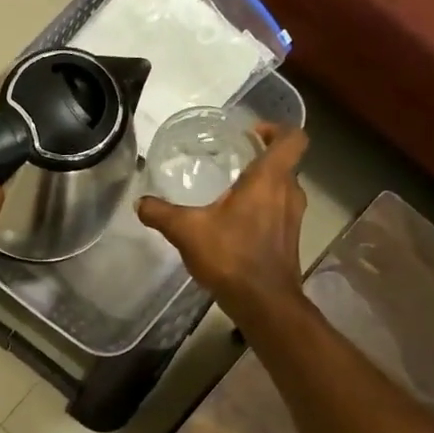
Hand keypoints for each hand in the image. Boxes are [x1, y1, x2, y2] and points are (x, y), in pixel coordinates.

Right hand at [136, 124, 308, 320]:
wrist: (263, 302)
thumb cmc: (231, 256)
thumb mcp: (186, 231)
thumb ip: (161, 213)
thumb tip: (140, 202)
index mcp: (270, 179)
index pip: (293, 138)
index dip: (276, 129)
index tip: (250, 134)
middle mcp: (289, 192)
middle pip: (284, 162)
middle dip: (260, 157)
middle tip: (231, 159)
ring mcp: (293, 217)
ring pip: (282, 188)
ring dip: (262, 185)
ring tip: (229, 190)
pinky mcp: (290, 239)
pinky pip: (278, 211)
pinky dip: (261, 208)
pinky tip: (234, 223)